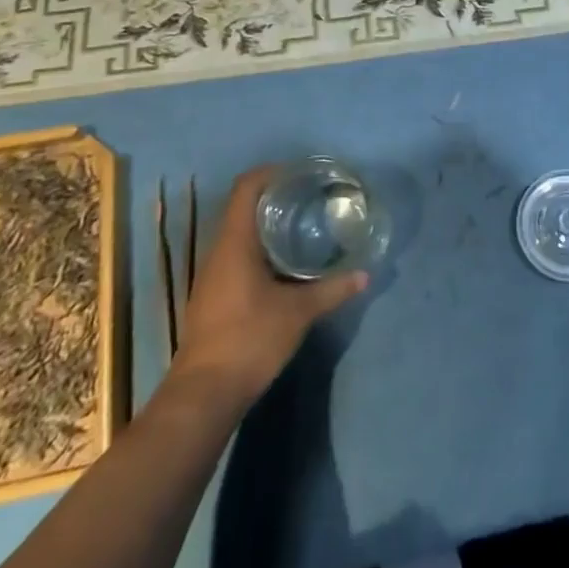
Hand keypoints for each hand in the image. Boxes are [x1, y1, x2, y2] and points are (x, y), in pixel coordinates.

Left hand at [172, 166, 368, 404]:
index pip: (246, 187)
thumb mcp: (298, 313)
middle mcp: (219, 251)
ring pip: (240, 234)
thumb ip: (332, 290)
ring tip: (303, 226)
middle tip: (311, 198)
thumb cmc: (249, 340)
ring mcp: (213, 275)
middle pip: (243, 207)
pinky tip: (285, 264)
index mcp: (234, 242)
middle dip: (275, 197)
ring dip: (268, 225)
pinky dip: (261, 249)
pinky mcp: (214, 296)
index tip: (300, 173)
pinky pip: (237, 256)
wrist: (203, 395)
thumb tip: (365, 275)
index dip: (271, 172)